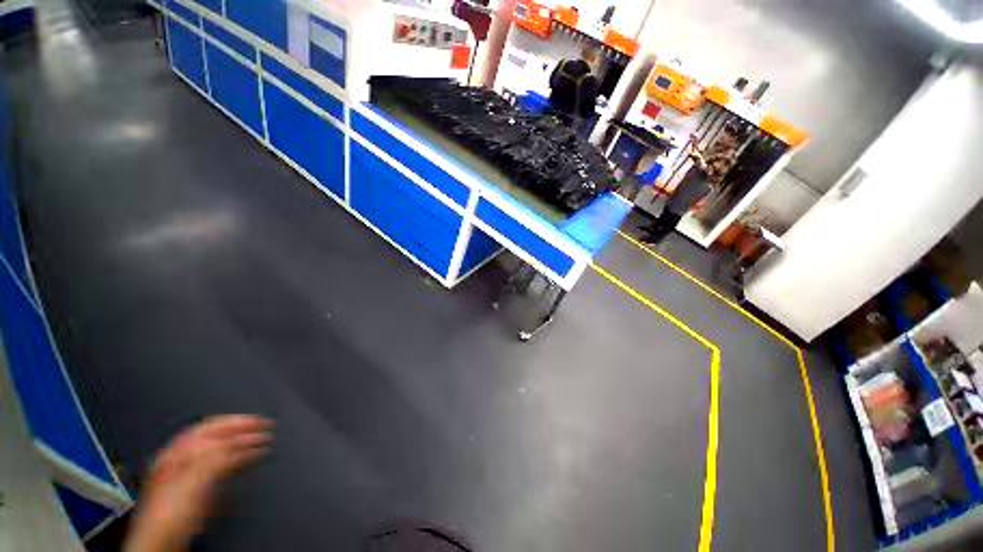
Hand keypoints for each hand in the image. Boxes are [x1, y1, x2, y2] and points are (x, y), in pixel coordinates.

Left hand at [124, 415, 272, 551]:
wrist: (161, 543)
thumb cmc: (167, 516)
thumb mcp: (192, 482)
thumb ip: (213, 458)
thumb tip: (238, 441)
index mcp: (177, 452)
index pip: (211, 426)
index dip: (237, 421)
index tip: (259, 421)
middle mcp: (182, 459)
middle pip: (217, 437)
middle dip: (244, 431)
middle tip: (266, 427)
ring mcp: (189, 473)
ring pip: (222, 450)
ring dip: (244, 444)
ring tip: (263, 441)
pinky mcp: (197, 488)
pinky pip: (221, 465)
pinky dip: (239, 459)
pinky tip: (249, 459)